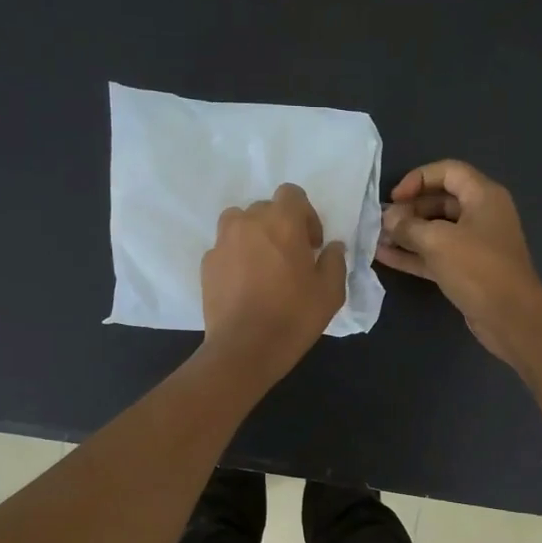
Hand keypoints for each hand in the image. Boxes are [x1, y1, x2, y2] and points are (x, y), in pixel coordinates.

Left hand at [200, 183, 347, 383]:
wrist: (245, 348)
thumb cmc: (293, 316)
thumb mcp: (330, 292)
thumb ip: (334, 261)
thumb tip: (331, 247)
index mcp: (282, 222)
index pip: (291, 194)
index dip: (305, 215)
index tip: (311, 244)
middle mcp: (248, 222)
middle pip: (265, 209)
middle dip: (279, 226)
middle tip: (290, 257)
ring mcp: (222, 242)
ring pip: (239, 223)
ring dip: (253, 236)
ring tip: (262, 264)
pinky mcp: (207, 264)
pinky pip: (224, 249)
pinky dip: (235, 257)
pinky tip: (245, 284)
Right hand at [376, 160, 541, 362]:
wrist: (510, 316)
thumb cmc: (478, 269)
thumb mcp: (438, 241)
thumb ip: (408, 226)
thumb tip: (388, 218)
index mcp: (483, 196)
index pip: (448, 171)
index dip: (418, 179)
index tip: (394, 198)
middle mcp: (480, 215)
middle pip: (439, 201)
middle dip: (408, 210)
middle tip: (381, 222)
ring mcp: (473, 244)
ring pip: (435, 231)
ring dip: (406, 234)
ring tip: (376, 239)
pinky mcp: (465, 270)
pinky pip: (435, 255)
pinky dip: (412, 254)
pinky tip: (384, 256)